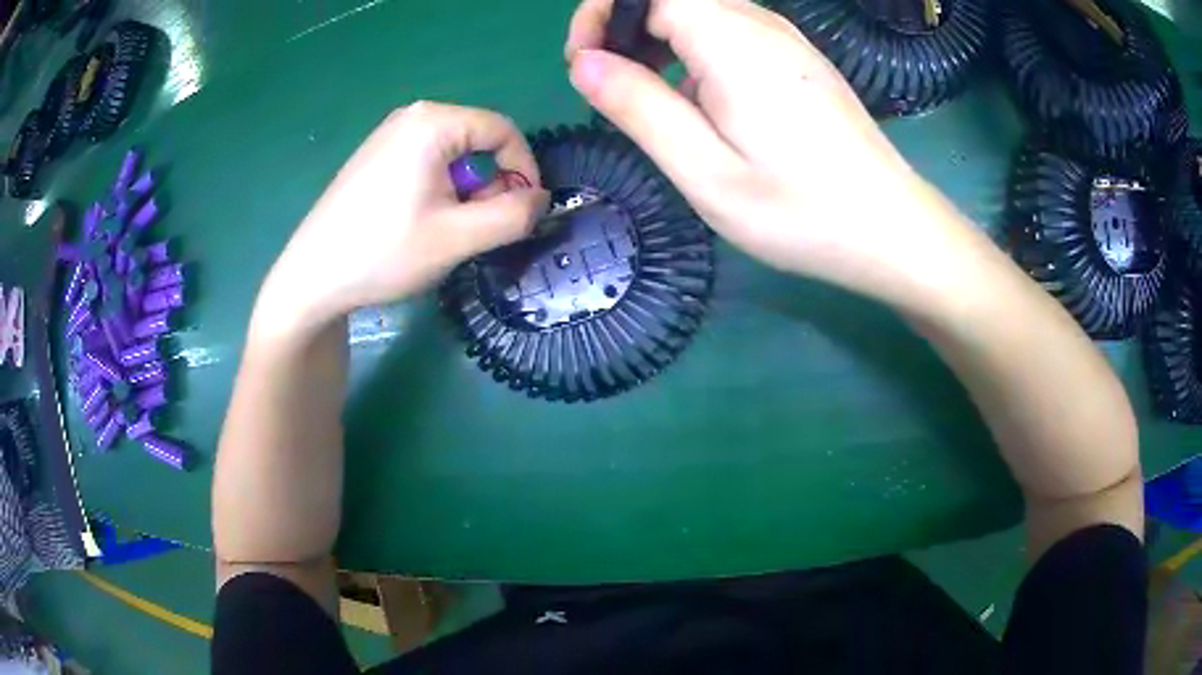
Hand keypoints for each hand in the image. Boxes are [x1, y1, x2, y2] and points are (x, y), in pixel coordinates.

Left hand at [254, 102, 549, 336]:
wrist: (311, 278)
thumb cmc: (383, 252)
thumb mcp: (457, 238)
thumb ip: (513, 216)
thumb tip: (542, 200)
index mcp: (433, 122)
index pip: (504, 131)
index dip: (525, 170)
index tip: (523, 213)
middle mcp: (411, 116)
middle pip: (478, 140)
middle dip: (491, 183)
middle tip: (478, 228)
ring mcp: (388, 135)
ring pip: (453, 154)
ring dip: (465, 190)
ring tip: (447, 230)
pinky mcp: (375, 156)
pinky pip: (426, 161)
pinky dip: (439, 189)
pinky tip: (419, 222)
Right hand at [565, 0, 970, 309]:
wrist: (892, 229)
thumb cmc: (800, 211)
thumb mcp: (704, 171)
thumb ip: (639, 107)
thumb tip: (584, 63)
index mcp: (730, 39)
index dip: (603, 12)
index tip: (585, 62)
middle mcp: (759, 23)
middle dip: (626, 29)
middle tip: (611, 88)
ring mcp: (785, 39)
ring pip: (701, 15)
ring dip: (661, 44)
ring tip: (655, 103)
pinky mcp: (800, 60)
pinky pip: (732, 36)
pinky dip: (698, 56)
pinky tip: (708, 109)